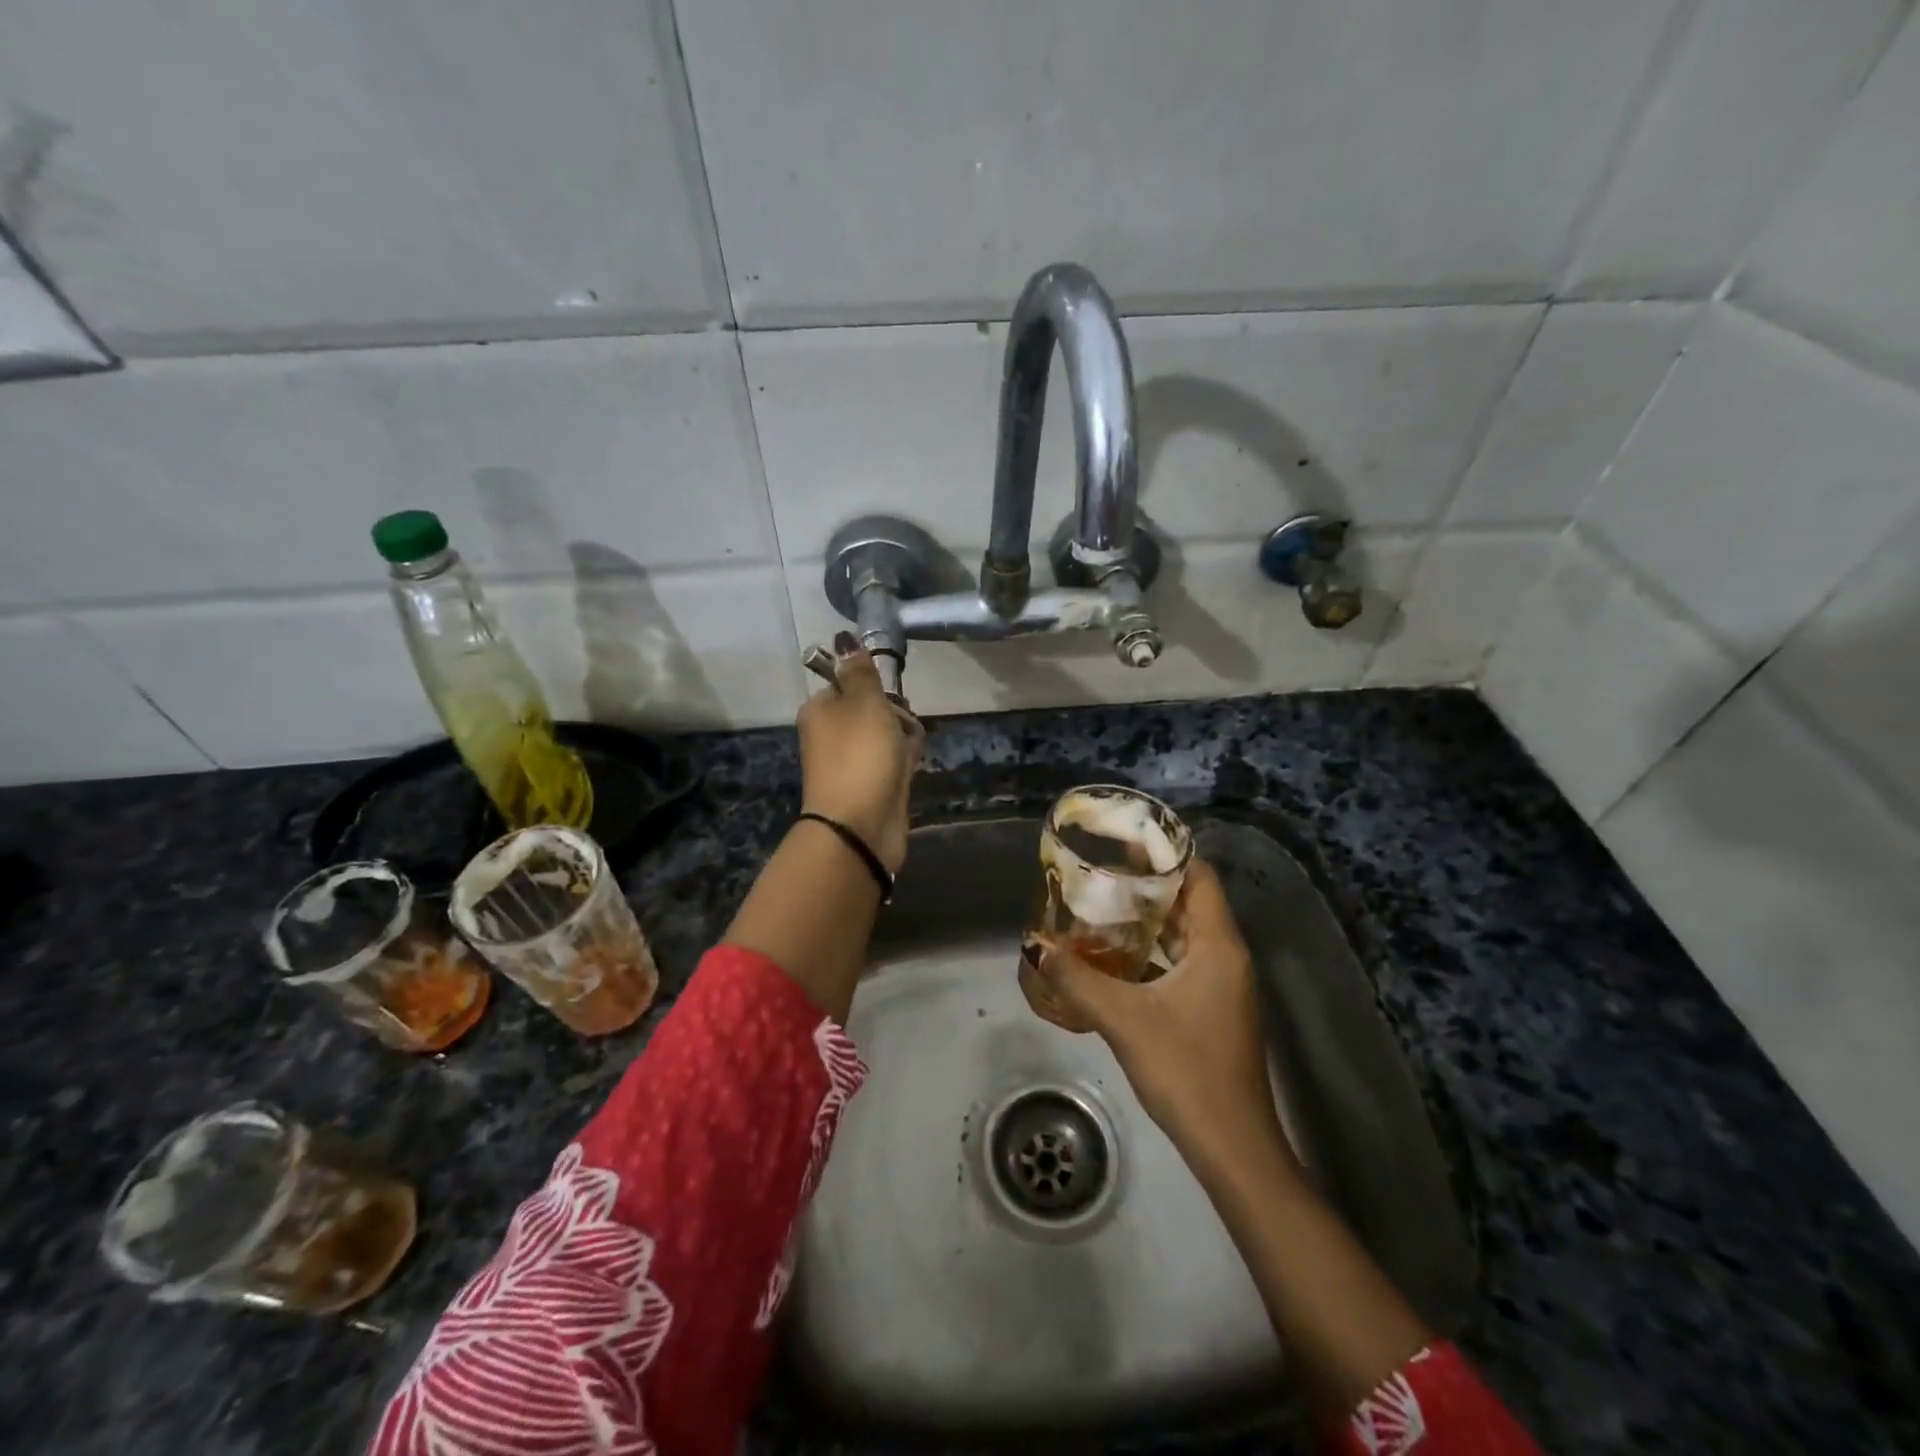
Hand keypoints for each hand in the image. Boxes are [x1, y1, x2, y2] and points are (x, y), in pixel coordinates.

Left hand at [796, 635, 923, 873]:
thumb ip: (860, 671)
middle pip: (873, 709)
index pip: (851, 683)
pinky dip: (904, 762)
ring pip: (886, 736)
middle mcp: (831, 734)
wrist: (860, 826)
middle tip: (901, 726)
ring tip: (908, 753)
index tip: (891, 697)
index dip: (876, 687)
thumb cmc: (861, 756)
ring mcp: (851, 762)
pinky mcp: (870, 786)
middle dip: (896, 714)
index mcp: (820, 710)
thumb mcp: (864, 702)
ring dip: (904, 739)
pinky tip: (911, 769)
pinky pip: (892, 762)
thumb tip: (844, 637)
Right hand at [1019, 858, 1285, 1165]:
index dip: (1167, 855)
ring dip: (1147, 922)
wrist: (1232, 1147)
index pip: (1200, 877)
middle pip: (1190, 903)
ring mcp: (1223, 986)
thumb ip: (1077, 979)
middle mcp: (1226, 957)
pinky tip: (1114, 959)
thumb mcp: (1124, 1020)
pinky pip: (1182, 964)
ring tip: (1099, 909)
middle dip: (1147, 887)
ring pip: (1185, 936)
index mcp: (1218, 945)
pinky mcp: (1214, 1010)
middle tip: (1099, 875)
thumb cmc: (1186, 1070)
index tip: (1124, 844)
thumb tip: (1036, 947)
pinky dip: (1152, 953)